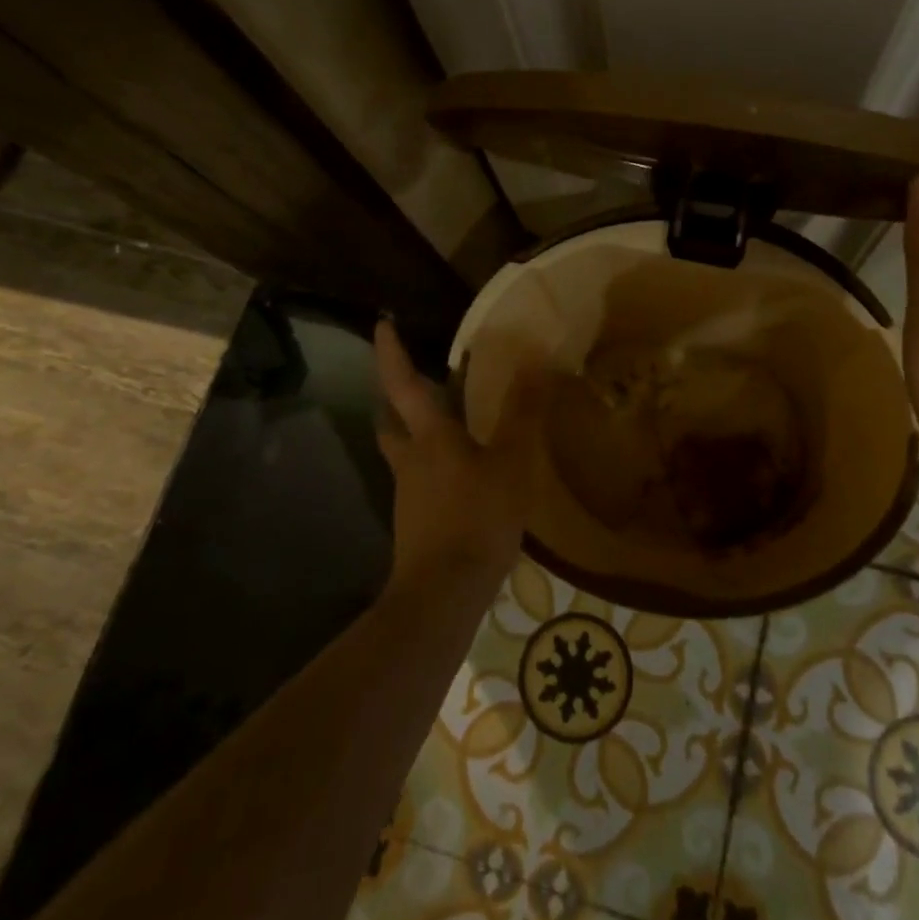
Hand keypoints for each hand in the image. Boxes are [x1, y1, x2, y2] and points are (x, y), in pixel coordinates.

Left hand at [373, 320, 535, 597]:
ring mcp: (409, 496)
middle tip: (414, 382)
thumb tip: (536, 359)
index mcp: (430, 437)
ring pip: (405, 454)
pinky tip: (460, 480)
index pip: (403, 384)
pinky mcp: (416, 525)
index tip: (382, 324)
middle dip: (397, 398)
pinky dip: (434, 469)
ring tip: (446, 427)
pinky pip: (421, 483)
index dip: (392, 353)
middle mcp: (411, 460)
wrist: (443, 595)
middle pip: (393, 422)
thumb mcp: (512, 462)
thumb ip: (524, 412)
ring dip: (416, 434)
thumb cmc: (477, 517)